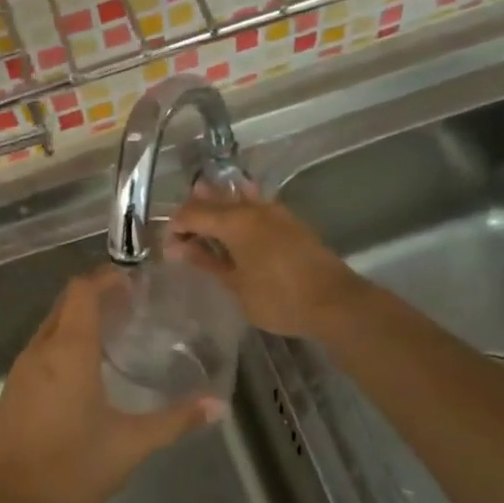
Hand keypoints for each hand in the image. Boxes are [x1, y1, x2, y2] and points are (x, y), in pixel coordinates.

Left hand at [0, 269, 222, 502]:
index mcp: (68, 350)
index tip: (136, 282)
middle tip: (134, 308)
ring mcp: (21, 370)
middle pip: (66, 304)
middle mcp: (40, 350)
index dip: (107, 278)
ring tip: (116, 335)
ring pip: (51, 326)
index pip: (82, 291)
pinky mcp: (13, 390)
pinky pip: (41, 350)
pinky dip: (64, 344)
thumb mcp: (129, 445)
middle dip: (97, 297)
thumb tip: (217, 406)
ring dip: (79, 321)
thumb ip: (174, 421)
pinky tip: (87, 371)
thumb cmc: (69, 468)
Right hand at [168, 185, 363, 337]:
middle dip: (193, 215)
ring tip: (204, 230)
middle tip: (182, 239)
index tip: (169, 250)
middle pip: (213, 200)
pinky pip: (254, 207)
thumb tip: (177, 248)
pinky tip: (235, 229)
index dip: (175, 227)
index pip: (192, 213)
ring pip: (235, 199)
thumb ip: (207, 261)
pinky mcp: (289, 222)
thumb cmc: (279, 298)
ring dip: (216, 210)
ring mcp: (274, 212)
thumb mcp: (236, 284)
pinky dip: (238, 213)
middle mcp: (252, 208)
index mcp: (234, 221)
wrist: (335, 303)